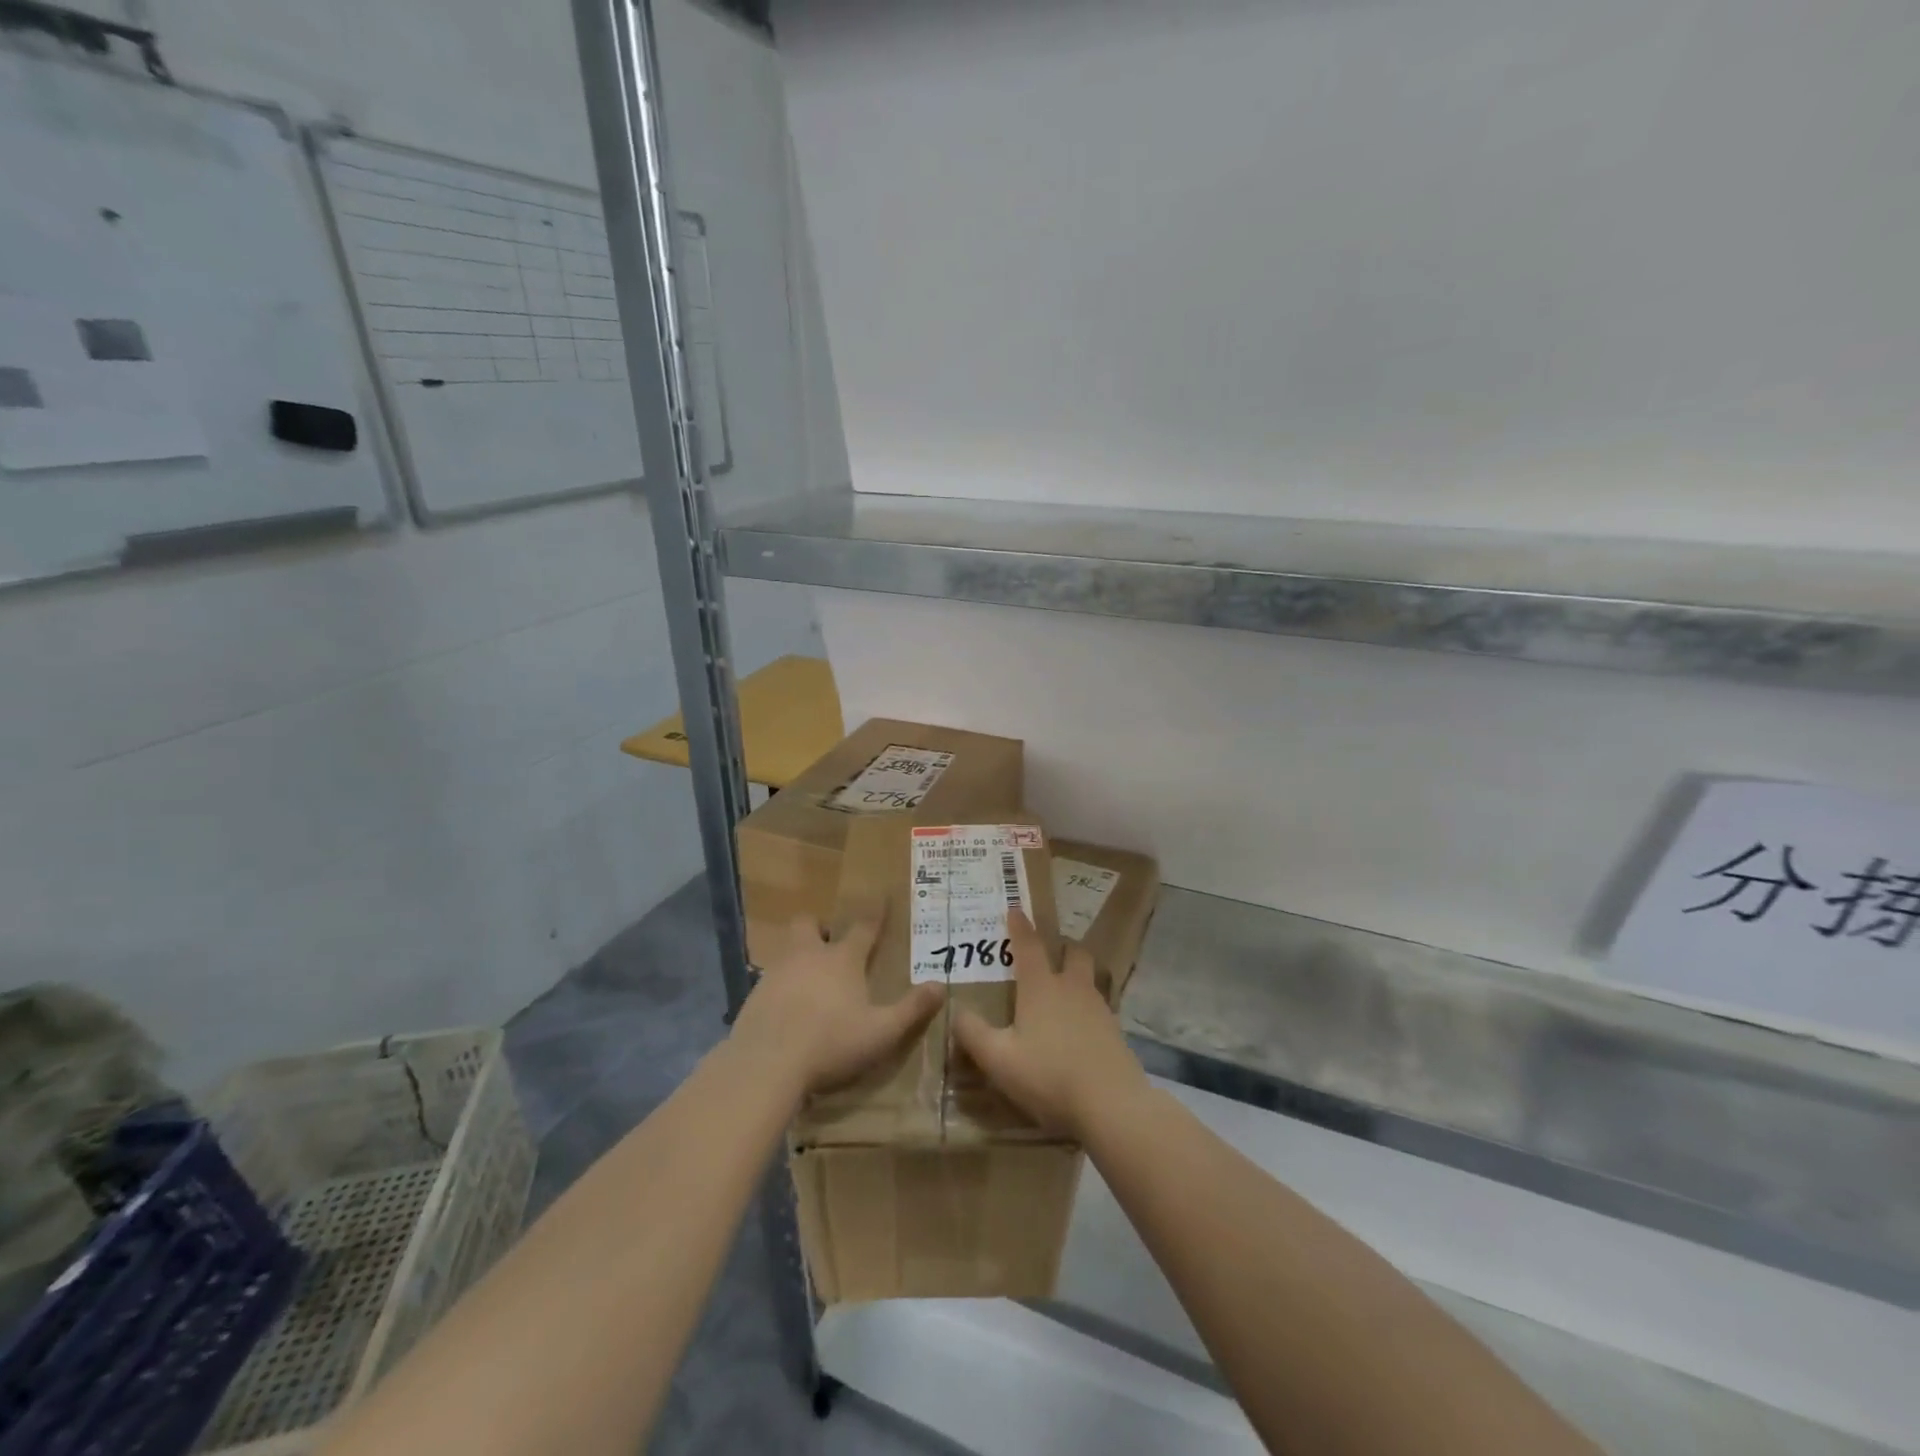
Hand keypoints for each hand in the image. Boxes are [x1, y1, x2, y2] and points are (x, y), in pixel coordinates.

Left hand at [732, 912, 942, 1095]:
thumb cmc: (830, 1043)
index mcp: (842, 959)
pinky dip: (781, 985)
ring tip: (810, 979)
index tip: (881, 895)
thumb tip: (941, 986)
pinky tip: (786, 1008)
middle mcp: (808, 955)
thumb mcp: (881, 1032)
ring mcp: (776, 972)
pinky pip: (769, 978)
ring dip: (799, 955)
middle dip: (820, 927)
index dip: (875, 913)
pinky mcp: (754, 994)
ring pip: (787, 948)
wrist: (765, 1064)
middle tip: (830, 943)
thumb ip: (911, 1009)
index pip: (864, 928)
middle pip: (809, 924)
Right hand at [952, 909, 1147, 1139]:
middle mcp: (1072, 988)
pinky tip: (1078, 1029)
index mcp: (1041, 987)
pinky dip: (1086, 1008)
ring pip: (1088, 979)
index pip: (1028, 946)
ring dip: (1076, 976)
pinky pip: (1098, 1007)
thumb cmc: (1049, 1075)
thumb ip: (973, 1034)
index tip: (1015, 909)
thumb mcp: (999, 1060)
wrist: (1112, 1105)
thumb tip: (956, 1011)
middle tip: (1050, 952)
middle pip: (1073, 953)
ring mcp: (1099, 1008)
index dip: (1020, 926)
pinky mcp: (1115, 1032)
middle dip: (1062, 946)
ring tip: (1062, 991)